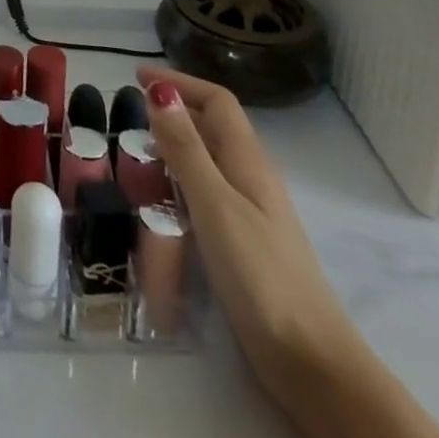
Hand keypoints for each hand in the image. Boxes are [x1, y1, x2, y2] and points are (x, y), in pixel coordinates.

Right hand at [138, 66, 360, 402]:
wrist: (310, 361)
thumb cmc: (260, 275)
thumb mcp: (215, 204)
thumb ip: (186, 149)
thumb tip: (159, 90)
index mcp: (249, 162)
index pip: (217, 102)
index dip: (180, 82)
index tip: (137, 76)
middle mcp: (251, 179)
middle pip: (213, 128)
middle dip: (173, 111)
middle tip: (128, 113)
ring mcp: (250, 212)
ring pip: (209, 161)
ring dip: (174, 146)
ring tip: (135, 152)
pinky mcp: (243, 242)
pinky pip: (206, 193)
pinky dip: (179, 181)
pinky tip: (159, 201)